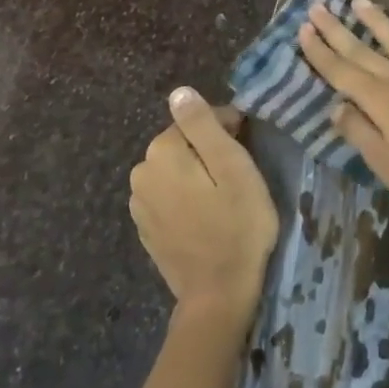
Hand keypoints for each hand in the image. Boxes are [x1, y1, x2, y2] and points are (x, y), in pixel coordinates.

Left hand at [129, 88, 278, 323]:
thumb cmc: (236, 225)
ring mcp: (139, 203)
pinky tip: (206, 217)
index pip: (198, 120)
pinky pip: (169, 197)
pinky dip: (186, 198)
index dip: (228, 130)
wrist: (217, 295)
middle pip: (183, 144)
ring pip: (175, 171)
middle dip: (210, 152)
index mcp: (162, 150)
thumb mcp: (232, 167)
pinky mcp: (146, 227)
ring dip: (197, 175)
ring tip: (225, 198)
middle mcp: (141, 171)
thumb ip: (203, 125)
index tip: (248, 150)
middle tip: (240, 177)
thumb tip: (180, 92)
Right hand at [297, 0, 388, 228]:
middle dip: (337, 30)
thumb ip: (360, 132)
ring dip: (377, 21)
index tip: (302, 29)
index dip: (320, 52)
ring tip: (359, 1)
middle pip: (363, 51)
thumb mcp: (388, 166)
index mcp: (381, 102)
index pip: (341, 73)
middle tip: (317, 6)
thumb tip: (336, 106)